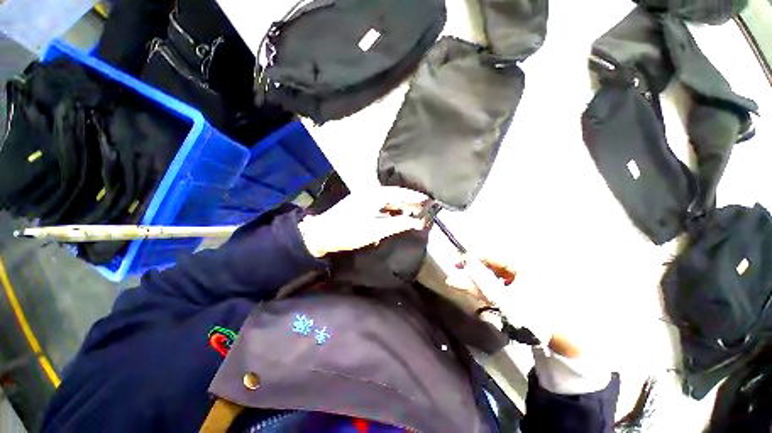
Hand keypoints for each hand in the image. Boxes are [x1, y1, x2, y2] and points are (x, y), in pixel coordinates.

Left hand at [298, 186, 427, 257]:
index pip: (400, 192)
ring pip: (385, 200)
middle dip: (408, 202)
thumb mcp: (376, 230)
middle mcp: (369, 192)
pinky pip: (378, 204)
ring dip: (398, 206)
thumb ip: (398, 224)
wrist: (321, 233)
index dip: (415, 197)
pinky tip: (393, 218)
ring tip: (411, 215)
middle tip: (422, 210)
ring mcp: (362, 198)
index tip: (428, 200)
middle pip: (394, 194)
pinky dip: (388, 210)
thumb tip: (417, 221)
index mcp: (374, 194)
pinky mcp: (357, 205)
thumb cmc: (349, 231)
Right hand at [446, 256, 587, 358]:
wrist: (558, 331)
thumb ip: (478, 286)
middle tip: (461, 278)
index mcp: (523, 262)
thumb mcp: (502, 300)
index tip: (455, 265)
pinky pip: (511, 281)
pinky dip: (498, 286)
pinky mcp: (534, 286)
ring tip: (473, 287)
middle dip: (478, 270)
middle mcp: (528, 264)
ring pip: (503, 273)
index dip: (472, 259)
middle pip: (497, 263)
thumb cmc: (531, 314)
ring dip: (487, 279)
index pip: (492, 254)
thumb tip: (454, 276)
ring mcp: (532, 275)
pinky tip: (492, 294)